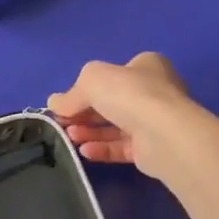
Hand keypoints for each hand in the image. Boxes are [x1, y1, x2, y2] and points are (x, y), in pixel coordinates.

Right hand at [47, 53, 200, 180]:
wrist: (163, 134)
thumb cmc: (129, 93)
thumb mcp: (92, 80)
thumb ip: (72, 93)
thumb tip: (54, 103)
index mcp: (147, 66)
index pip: (113, 74)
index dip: (87, 87)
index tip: (65, 102)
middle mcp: (155, 91)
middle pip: (112, 101)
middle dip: (85, 112)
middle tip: (63, 122)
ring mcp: (155, 121)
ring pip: (116, 126)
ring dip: (91, 131)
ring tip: (70, 137)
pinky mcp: (153, 148)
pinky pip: (122, 147)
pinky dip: (102, 148)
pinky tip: (85, 151)